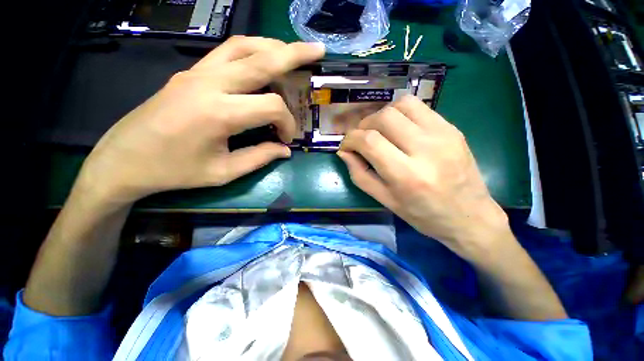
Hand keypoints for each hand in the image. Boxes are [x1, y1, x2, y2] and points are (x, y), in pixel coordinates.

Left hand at [77, 37, 324, 205]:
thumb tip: (284, 150)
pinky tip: (263, 61)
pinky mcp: (190, 72)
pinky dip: (252, 51)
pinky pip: (226, 52)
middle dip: (294, 54)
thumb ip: (259, 158)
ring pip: (243, 46)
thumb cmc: (174, 171)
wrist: (123, 160)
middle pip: (262, 59)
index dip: (287, 123)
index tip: (285, 140)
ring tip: (292, 53)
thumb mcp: (223, 172)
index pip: (271, 107)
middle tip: (318, 50)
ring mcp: (197, 72)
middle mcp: (209, 83)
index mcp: (219, 113)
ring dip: (272, 46)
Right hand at [337, 96, 509, 258]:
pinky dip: (401, 113)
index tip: (346, 146)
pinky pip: (419, 107)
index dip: (350, 139)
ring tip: (379, 131)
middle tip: (361, 138)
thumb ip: (359, 174)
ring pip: (402, 104)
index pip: (369, 141)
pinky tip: (399, 129)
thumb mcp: (384, 200)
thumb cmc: (422, 214)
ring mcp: (443, 135)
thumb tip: (344, 152)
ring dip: (382, 115)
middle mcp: (425, 150)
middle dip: (364, 125)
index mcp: (406, 175)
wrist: (470, 216)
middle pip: (384, 117)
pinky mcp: (452, 128)